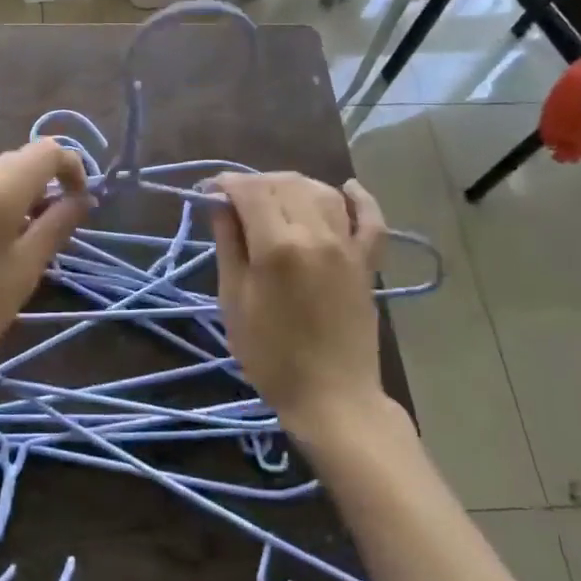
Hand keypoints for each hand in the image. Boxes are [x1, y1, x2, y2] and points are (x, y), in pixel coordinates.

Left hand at [0, 139, 89, 391]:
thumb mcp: (24, 272)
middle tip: (45, 228)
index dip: (70, 168)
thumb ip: (57, 225)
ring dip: (6, 196)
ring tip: (7, 242)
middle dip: (38, 184)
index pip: (45, 151)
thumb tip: (82, 198)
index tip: (76, 203)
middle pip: (13, 160)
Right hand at [210, 172, 390, 436]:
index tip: (210, 191)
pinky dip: (359, 198)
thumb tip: (220, 205)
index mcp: (277, 246)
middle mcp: (316, 234)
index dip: (227, 183)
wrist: (331, 397)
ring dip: (293, 186)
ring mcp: (347, 246)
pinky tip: (346, 188)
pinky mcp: (367, 262)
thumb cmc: (270, 356)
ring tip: (273, 200)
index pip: (251, 191)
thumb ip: (229, 246)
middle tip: (235, 201)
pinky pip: (370, 219)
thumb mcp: (234, 301)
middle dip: (256, 183)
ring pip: (322, 192)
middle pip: (285, 184)